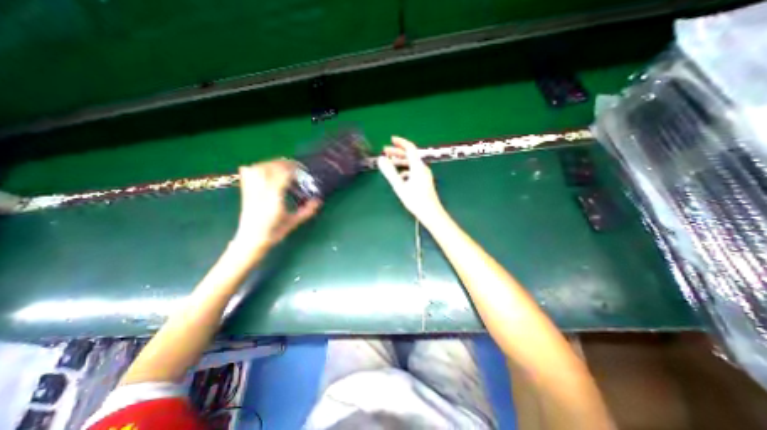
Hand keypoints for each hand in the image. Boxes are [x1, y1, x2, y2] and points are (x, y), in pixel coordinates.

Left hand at [234, 160, 316, 248]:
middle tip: (295, 166)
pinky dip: (256, 167)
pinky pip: (247, 173)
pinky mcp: (245, 191)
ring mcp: (251, 190)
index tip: (302, 170)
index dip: (293, 169)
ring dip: (271, 164)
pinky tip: (264, 169)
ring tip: (281, 166)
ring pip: (258, 168)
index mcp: (274, 199)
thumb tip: (318, 201)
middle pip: (270, 168)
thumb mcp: (293, 222)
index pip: (283, 176)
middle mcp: (261, 192)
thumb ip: (306, 211)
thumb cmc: (273, 233)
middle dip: (283, 163)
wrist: (249, 241)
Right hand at [377, 136, 443, 223]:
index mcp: (418, 167)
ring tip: (390, 162)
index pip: (410, 148)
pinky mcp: (424, 181)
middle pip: (410, 155)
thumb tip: (381, 159)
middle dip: (397, 151)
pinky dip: (405, 170)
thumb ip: (390, 172)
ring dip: (400, 161)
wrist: (431, 213)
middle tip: (385, 150)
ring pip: (411, 163)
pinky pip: (413, 171)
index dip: (401, 142)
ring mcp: (424, 175)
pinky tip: (399, 176)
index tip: (391, 139)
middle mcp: (422, 168)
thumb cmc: (416, 200)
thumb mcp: (400, 186)